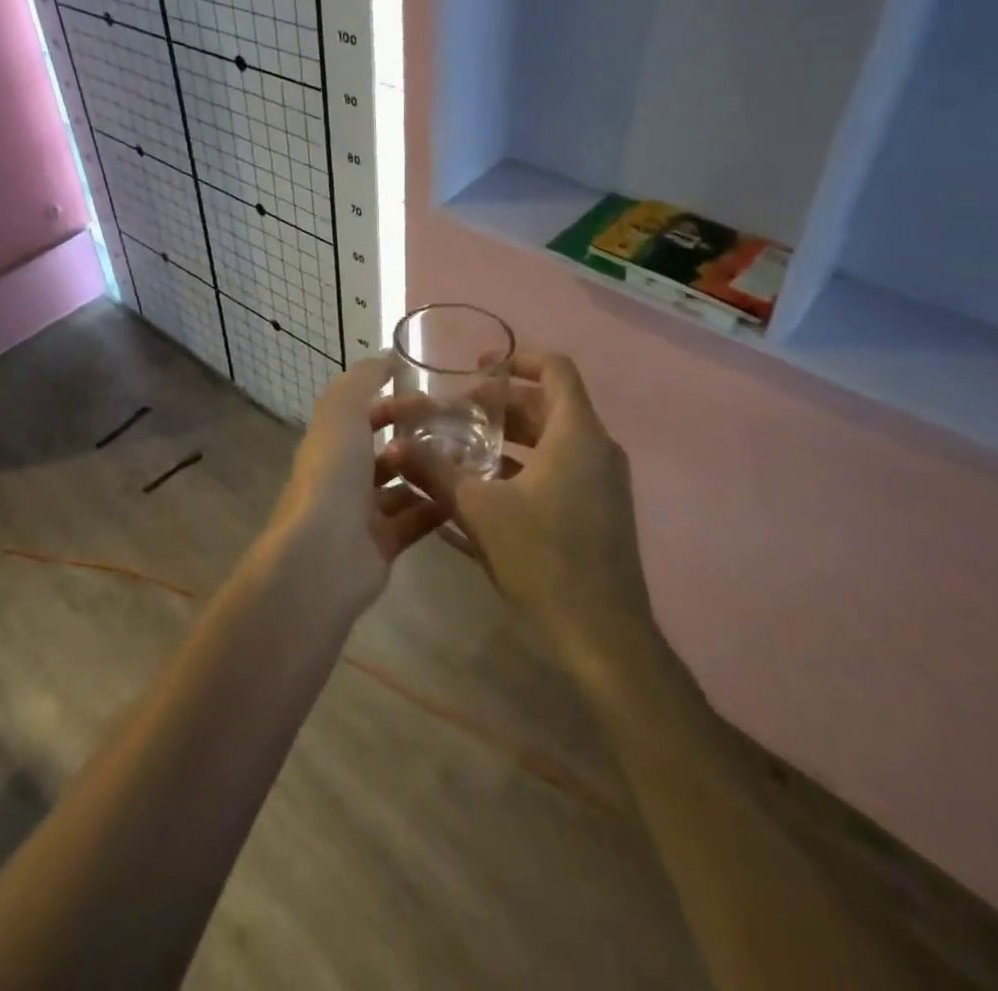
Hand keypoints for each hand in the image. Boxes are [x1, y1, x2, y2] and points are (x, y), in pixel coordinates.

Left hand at [265, 353, 453, 614]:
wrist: (324, 553)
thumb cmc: (333, 473)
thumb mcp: (343, 409)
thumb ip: (363, 378)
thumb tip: (387, 356)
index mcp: (331, 442)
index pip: (365, 414)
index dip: (396, 404)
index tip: (435, 400)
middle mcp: (343, 475)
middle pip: (386, 450)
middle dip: (419, 438)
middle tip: (460, 432)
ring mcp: (362, 513)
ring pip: (403, 486)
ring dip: (431, 472)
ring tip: (468, 461)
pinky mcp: (383, 545)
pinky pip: (416, 520)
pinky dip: (438, 507)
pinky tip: (466, 495)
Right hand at [384, 352, 651, 659]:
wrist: (604, 639)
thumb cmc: (544, 560)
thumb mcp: (480, 510)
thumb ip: (435, 471)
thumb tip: (393, 445)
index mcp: (576, 435)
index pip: (555, 369)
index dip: (517, 358)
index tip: (477, 367)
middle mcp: (596, 449)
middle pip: (547, 404)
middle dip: (499, 404)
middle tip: (455, 414)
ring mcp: (601, 482)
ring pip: (551, 439)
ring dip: (508, 437)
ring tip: (461, 448)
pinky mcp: (598, 511)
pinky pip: (559, 469)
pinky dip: (523, 466)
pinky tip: (484, 488)